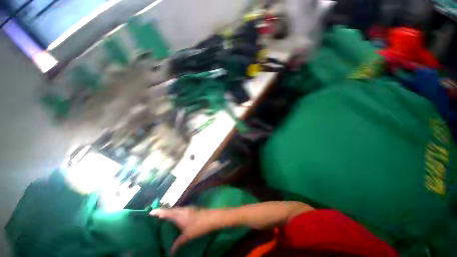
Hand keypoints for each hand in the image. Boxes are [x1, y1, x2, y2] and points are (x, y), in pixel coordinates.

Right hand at [150, 207, 215, 252]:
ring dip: (169, 212)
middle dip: (162, 212)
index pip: (166, 212)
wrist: (211, 217)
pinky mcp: (191, 209)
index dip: (158, 212)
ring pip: (175, 209)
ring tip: (164, 218)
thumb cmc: (198, 226)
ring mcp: (187, 208)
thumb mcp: (187, 236)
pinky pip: (180, 210)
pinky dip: (175, 212)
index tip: (150, 212)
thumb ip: (178, 243)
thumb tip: (170, 252)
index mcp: (179, 215)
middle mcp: (182, 210)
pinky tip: (176, 218)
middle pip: (170, 209)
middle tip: (155, 217)